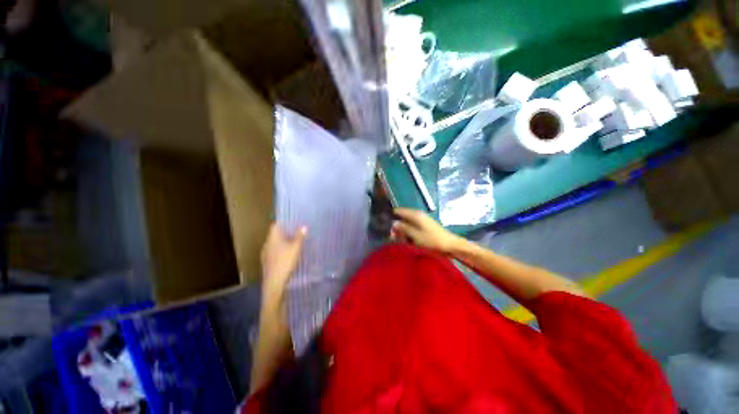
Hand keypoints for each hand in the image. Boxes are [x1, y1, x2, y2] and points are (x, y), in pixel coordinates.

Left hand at [260, 223, 306, 307]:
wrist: (274, 283)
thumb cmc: (285, 262)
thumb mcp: (296, 248)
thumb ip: (300, 236)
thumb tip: (304, 226)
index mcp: (273, 238)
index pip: (275, 225)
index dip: (283, 222)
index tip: (292, 221)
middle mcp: (267, 244)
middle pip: (275, 234)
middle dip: (286, 232)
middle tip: (297, 231)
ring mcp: (266, 253)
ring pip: (275, 243)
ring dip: (284, 241)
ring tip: (295, 242)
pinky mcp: (267, 262)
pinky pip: (275, 251)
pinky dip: (281, 250)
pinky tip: (289, 254)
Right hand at [391, 208, 463, 253]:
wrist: (451, 246)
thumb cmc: (433, 241)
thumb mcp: (416, 236)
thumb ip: (404, 228)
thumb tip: (393, 223)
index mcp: (415, 214)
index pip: (398, 211)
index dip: (391, 217)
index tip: (385, 227)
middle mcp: (418, 214)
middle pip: (402, 218)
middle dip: (396, 227)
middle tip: (393, 238)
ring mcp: (422, 220)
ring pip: (406, 223)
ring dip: (403, 231)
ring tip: (401, 241)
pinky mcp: (424, 226)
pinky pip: (412, 227)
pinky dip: (409, 233)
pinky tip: (408, 241)